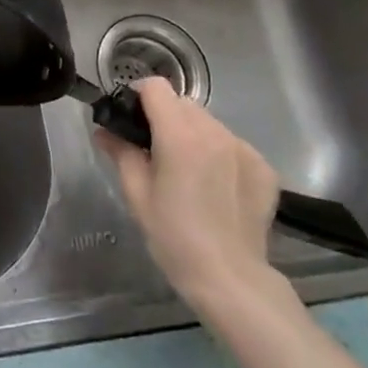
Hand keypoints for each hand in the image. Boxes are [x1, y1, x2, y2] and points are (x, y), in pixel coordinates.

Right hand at [93, 77, 285, 311]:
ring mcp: (244, 149)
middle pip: (184, 103)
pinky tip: (214, 184)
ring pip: (209, 123)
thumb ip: (121, 152)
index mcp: (180, 137)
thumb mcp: (136, 194)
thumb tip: (104, 131)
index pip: (157, 88)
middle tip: (154, 149)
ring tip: (186, 169)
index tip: (131, 118)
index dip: (139, 96)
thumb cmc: (173, 237)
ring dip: (192, 133)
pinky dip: (218, 152)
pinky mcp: (264, 167)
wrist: (230, 278)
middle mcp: (215, 133)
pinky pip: (232, 144)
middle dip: (165, 116)